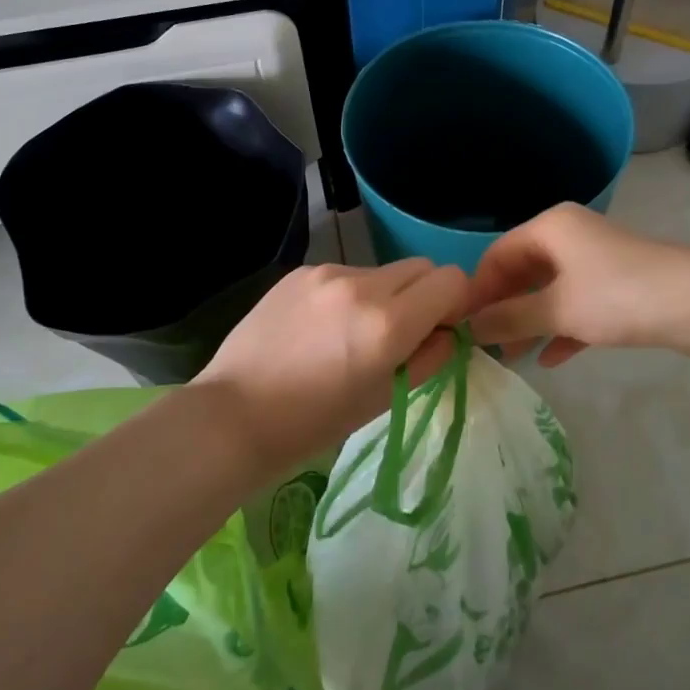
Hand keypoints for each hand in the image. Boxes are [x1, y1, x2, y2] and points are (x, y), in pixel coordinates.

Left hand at [194, 259, 468, 477]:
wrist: (234, 414)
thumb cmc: (314, 423)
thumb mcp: (385, 399)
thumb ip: (429, 358)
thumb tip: (447, 332)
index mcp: (388, 322)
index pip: (451, 280)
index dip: (454, 305)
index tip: (439, 330)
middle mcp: (362, 284)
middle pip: (421, 267)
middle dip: (424, 295)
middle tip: (400, 334)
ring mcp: (327, 273)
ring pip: (382, 271)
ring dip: (384, 295)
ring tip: (351, 334)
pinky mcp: (300, 272)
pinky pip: (345, 274)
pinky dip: (348, 295)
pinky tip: (320, 328)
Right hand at [466, 204, 689, 365]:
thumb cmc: (618, 296)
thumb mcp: (556, 309)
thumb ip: (509, 318)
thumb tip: (468, 328)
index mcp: (551, 227)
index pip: (497, 254)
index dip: (477, 289)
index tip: (462, 326)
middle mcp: (570, 237)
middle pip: (522, 272)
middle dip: (503, 309)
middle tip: (485, 346)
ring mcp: (596, 262)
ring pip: (550, 291)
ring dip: (529, 323)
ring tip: (511, 358)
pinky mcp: (618, 288)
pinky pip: (577, 306)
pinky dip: (560, 329)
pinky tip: (549, 360)